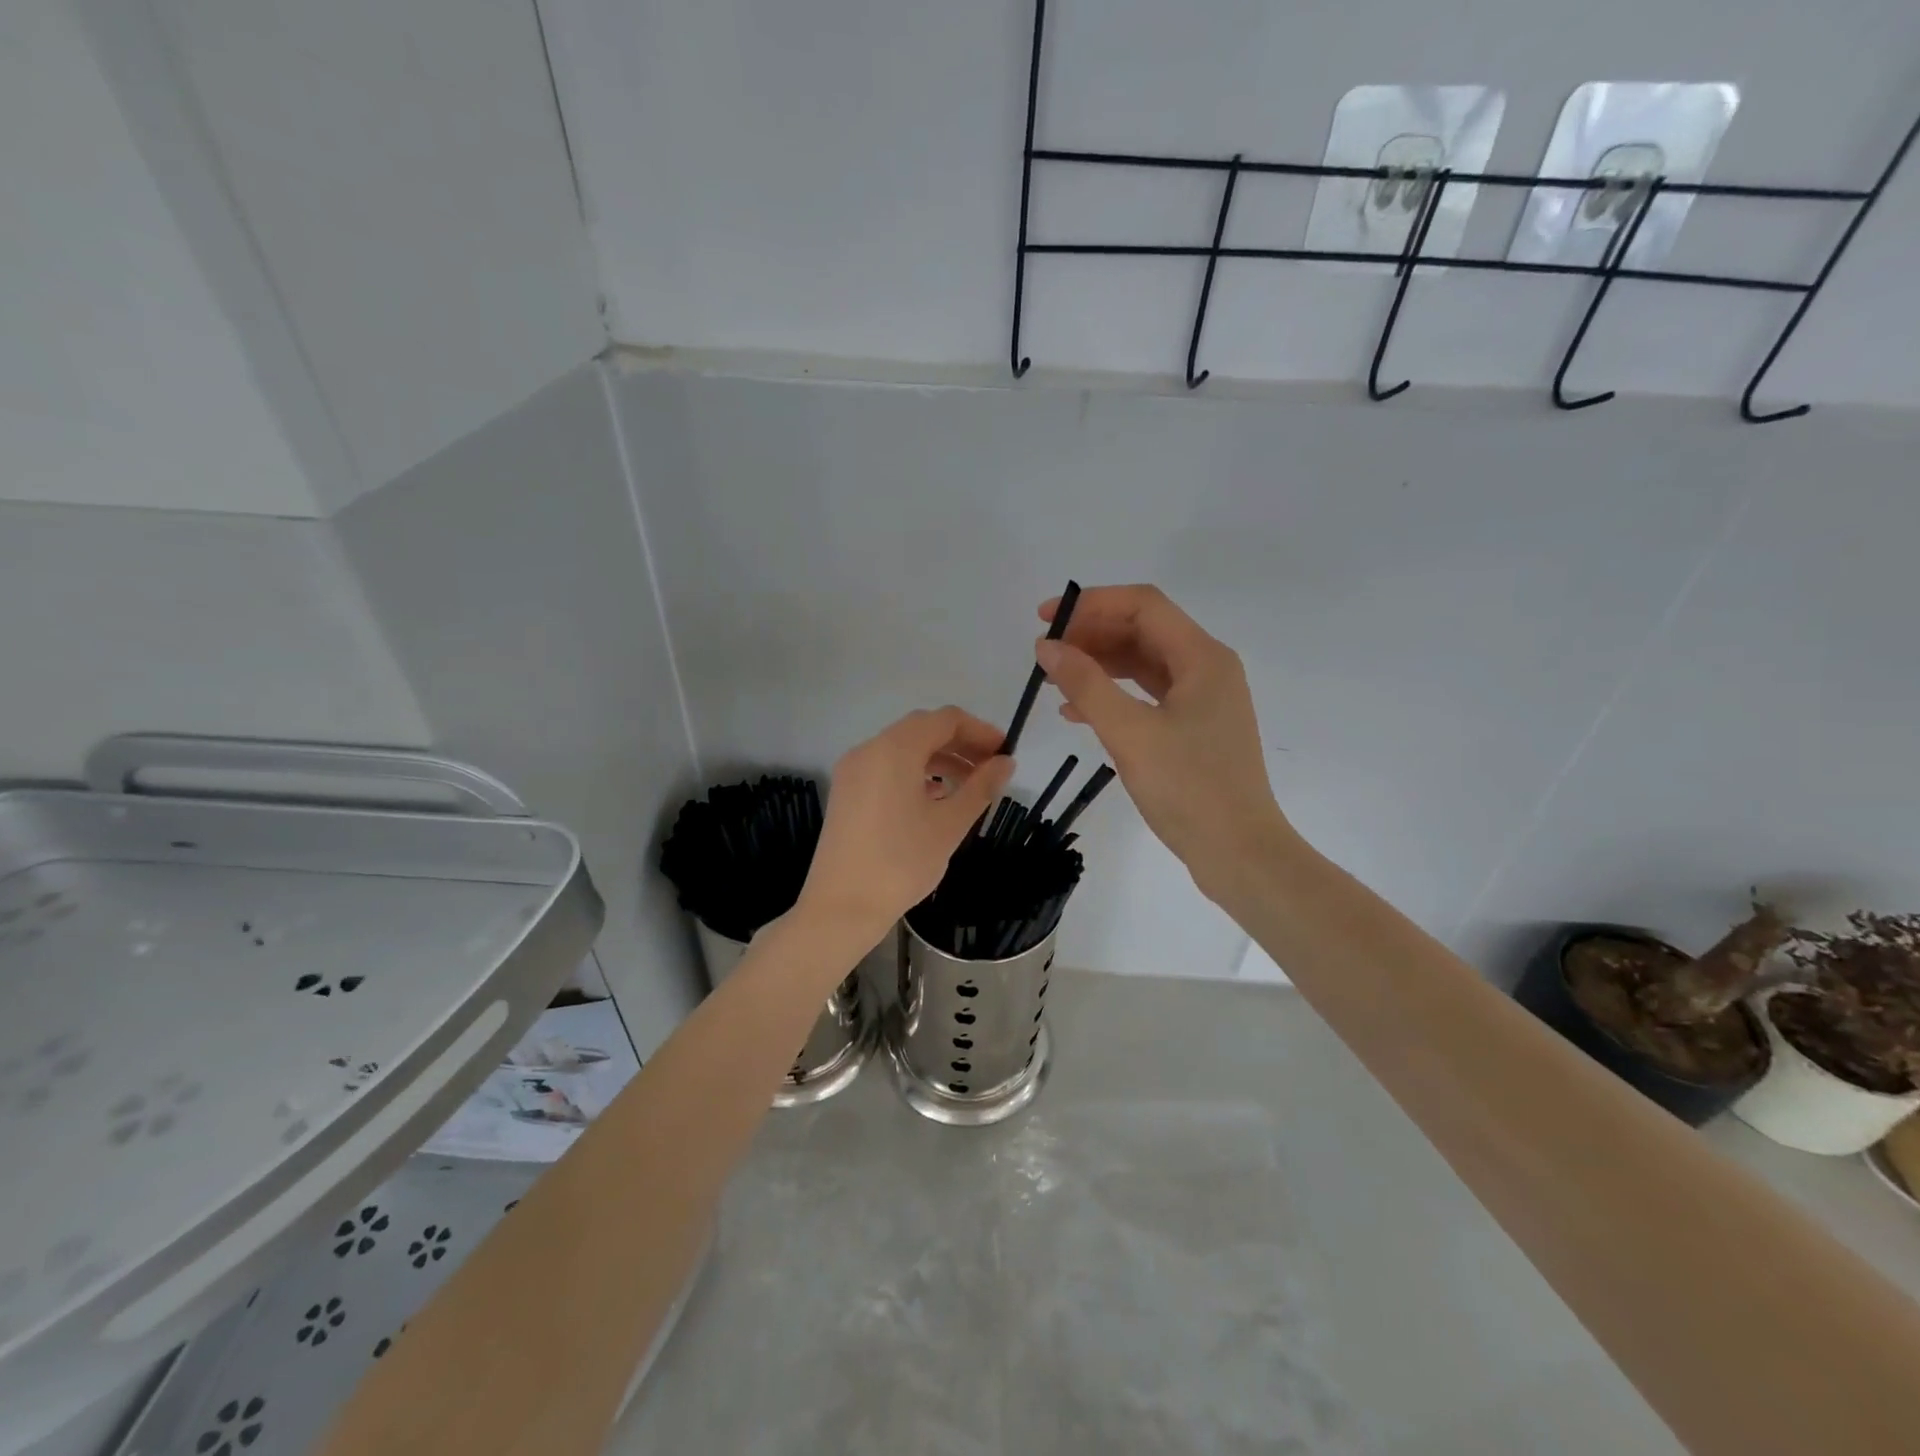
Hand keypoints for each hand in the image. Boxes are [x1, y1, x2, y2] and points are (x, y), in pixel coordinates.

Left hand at [797, 707, 1013, 944]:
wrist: (841, 907)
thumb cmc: (901, 863)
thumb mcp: (949, 825)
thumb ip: (980, 787)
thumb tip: (1005, 763)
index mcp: (894, 749)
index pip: (945, 719)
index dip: (979, 730)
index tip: (1004, 753)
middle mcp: (869, 749)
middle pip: (922, 729)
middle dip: (960, 743)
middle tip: (991, 768)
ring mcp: (853, 770)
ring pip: (903, 748)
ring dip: (938, 758)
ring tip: (968, 786)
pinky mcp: (846, 792)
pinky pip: (886, 767)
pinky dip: (914, 772)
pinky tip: (934, 798)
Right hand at [1036, 585, 1294, 902]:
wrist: (1238, 853)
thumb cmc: (1188, 788)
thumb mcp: (1130, 733)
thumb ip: (1086, 685)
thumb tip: (1048, 646)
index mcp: (1202, 657)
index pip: (1143, 605)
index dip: (1091, 604)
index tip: (1045, 620)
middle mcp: (1207, 668)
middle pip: (1143, 631)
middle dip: (1092, 635)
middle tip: (1046, 654)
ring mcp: (1203, 700)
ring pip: (1143, 663)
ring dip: (1099, 665)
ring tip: (1054, 682)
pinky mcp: (1194, 728)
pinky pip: (1147, 696)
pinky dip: (1113, 695)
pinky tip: (1077, 713)